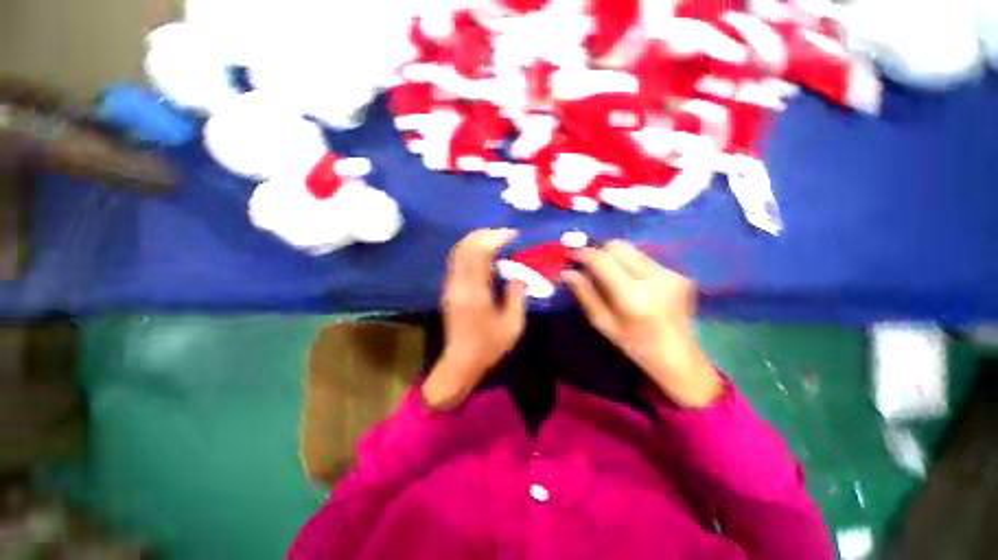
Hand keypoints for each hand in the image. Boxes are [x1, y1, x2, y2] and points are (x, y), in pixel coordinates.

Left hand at [422, 229, 526, 408]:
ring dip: (475, 240)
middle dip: (484, 235)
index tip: (512, 234)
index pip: (480, 254)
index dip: (495, 239)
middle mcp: (458, 284)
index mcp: (475, 292)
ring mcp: (450, 286)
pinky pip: (457, 261)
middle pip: (465, 247)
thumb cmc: (489, 346)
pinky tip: (483, 253)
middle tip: (503, 234)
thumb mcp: (512, 324)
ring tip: (495, 239)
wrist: (461, 362)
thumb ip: (516, 295)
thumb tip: (517, 274)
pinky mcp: (449, 289)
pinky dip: (469, 250)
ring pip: (458, 252)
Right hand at [563, 240, 721, 408]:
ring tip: (610, 275)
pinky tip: (631, 282)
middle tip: (590, 265)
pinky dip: (631, 265)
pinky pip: (645, 259)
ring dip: (615, 258)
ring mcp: (669, 273)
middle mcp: (653, 278)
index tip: (571, 254)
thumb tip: (567, 272)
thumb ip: (584, 294)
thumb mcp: (603, 322)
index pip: (602, 260)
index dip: (584, 253)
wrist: (679, 356)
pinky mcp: (678, 273)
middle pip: (618, 246)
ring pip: (632, 250)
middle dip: (600, 251)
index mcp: (632, 295)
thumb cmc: (635, 344)